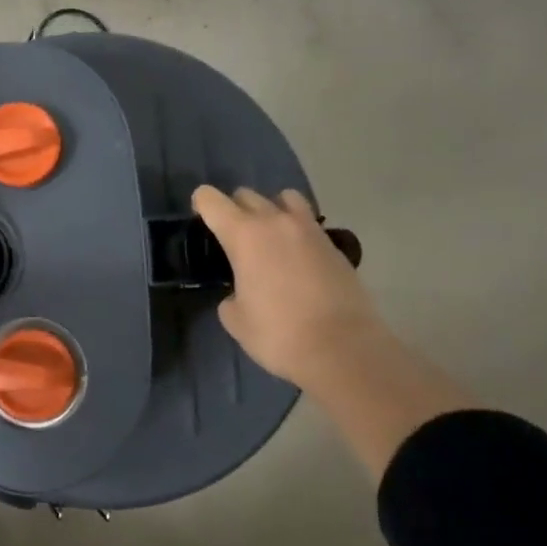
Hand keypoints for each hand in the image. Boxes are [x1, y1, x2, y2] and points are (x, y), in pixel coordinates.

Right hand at [192, 185, 391, 386]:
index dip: (201, 205)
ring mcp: (309, 230)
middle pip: (246, 194)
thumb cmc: (280, 334)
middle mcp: (275, 222)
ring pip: (284, 198)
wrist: (345, 350)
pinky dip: (297, 230)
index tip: (201, 220)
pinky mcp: (334, 246)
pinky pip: (308, 223)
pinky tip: (297, 258)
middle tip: (234, 237)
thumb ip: (231, 297)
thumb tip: (241, 294)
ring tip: (270, 236)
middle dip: (234, 209)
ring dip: (271, 209)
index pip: (211, 199)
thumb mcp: (236, 320)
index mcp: (243, 235)